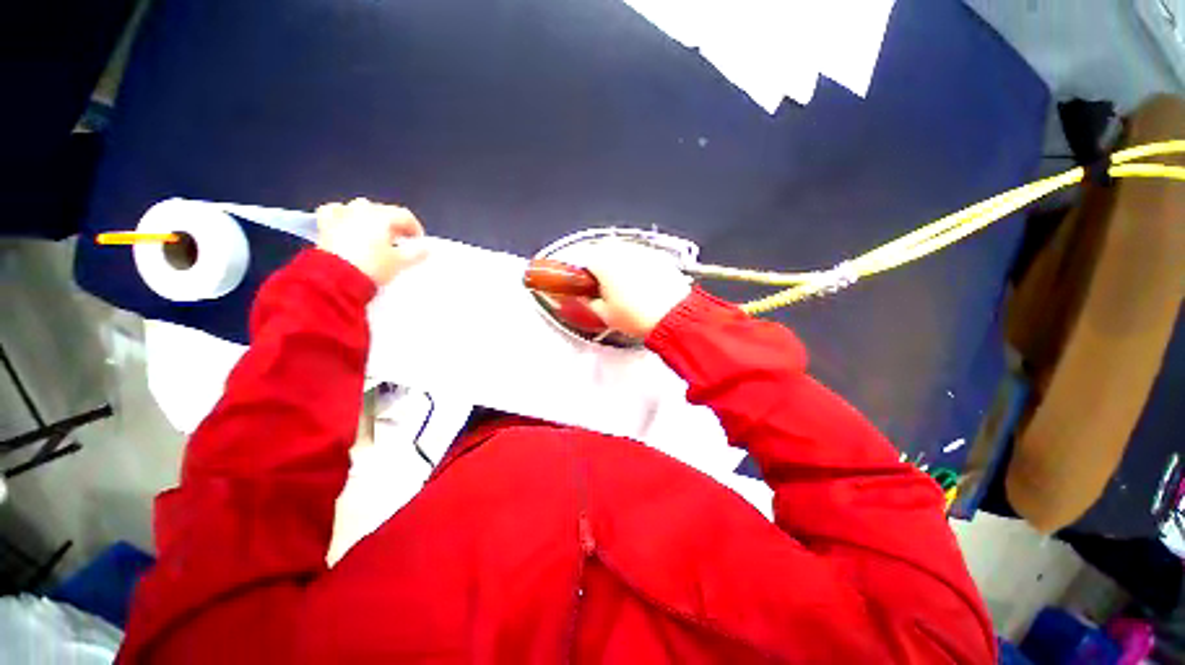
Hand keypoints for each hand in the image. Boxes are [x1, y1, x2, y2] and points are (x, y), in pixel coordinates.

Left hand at [316, 198, 425, 285]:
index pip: (404, 215)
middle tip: (400, 240)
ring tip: (375, 233)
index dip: (415, 228)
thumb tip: (426, 248)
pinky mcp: (326, 224)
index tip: (418, 242)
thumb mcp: (400, 262)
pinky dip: (343, 215)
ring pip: (359, 207)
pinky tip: (346, 223)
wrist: (336, 278)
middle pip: (383, 211)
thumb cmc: (372, 266)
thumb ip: (416, 253)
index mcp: (382, 216)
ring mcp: (341, 215)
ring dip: (370, 217)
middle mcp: (361, 210)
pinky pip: (334, 211)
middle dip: (393, 224)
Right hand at [583, 241, 692, 337]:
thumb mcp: (604, 314)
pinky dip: (634, 265)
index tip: (580, 281)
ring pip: (621, 251)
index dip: (578, 271)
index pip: (581, 258)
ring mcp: (642, 251)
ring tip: (620, 285)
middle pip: (601, 250)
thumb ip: (587, 303)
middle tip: (598, 283)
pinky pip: (639, 256)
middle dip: (597, 264)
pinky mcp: (658, 257)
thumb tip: (582, 299)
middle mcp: (622, 251)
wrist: (673, 317)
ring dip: (616, 263)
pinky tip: (638, 283)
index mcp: (603, 262)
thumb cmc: (640, 316)